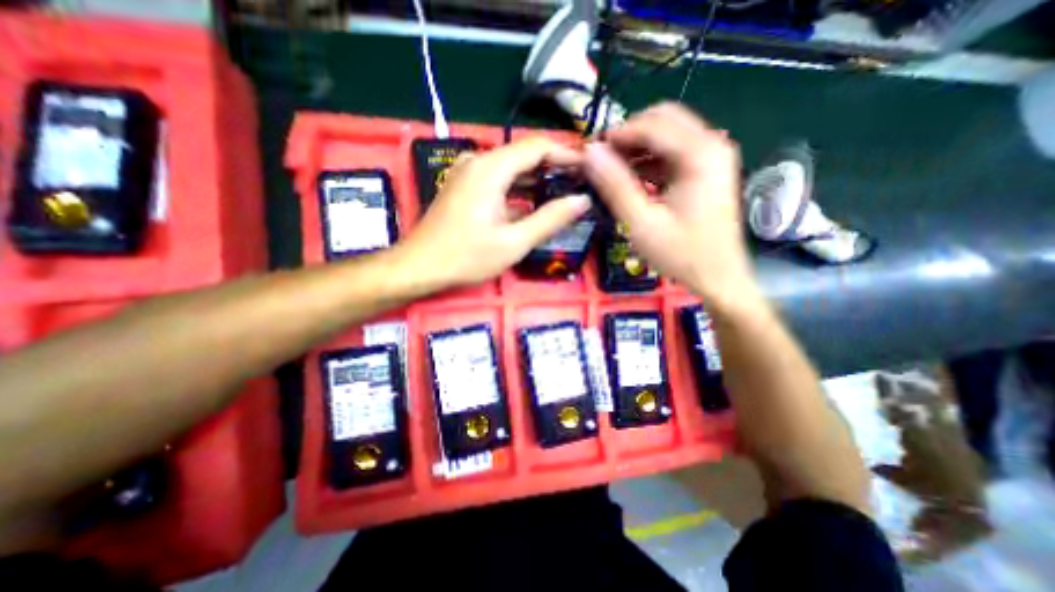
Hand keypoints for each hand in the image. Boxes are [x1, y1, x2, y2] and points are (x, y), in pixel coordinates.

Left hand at [395, 133, 591, 290]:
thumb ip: (550, 219)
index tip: (589, 168)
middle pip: (524, 154)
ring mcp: (469, 173)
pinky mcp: (464, 186)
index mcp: (491, 168)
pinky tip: (534, 202)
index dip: (566, 154)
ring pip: (512, 167)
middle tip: (580, 183)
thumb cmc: (466, 256)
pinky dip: (519, 188)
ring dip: (537, 178)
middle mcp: (479, 161)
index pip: (537, 146)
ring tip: (564, 192)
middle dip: (554, 166)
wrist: (420, 267)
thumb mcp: (514, 242)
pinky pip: (499, 179)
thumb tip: (582, 200)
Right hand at [585, 103, 758, 311]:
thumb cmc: (681, 254)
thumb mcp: (641, 223)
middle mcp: (712, 145)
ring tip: (610, 170)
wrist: (718, 278)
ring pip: (668, 134)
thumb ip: (615, 186)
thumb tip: (591, 153)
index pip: (652, 124)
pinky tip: (631, 178)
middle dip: (628, 135)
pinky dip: (649, 160)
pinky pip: (673, 152)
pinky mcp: (707, 170)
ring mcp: (712, 157)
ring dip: (637, 147)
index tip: (591, 152)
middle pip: (663, 119)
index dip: (617, 134)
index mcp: (700, 154)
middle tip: (602, 159)